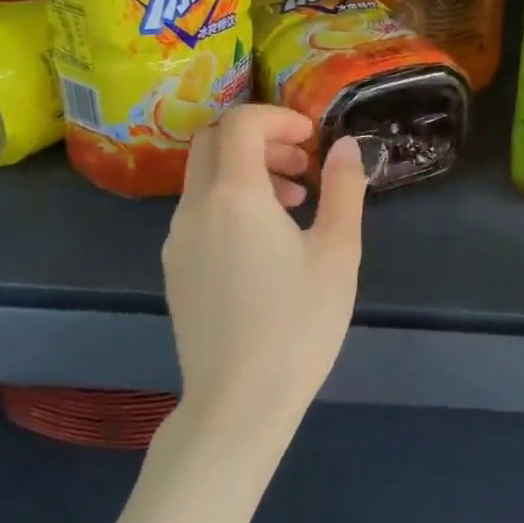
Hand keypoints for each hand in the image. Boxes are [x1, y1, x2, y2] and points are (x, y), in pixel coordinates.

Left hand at [162, 106, 367, 438]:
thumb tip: (348, 146)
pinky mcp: (176, 267)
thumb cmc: (297, 323)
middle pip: (214, 141)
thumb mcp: (337, 251)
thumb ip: (343, 188)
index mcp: (234, 195)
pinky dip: (231, 199)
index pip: (240, 123)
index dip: (278, 117)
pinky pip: (199, 209)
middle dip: (260, 138)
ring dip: (246, 169)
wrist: (237, 404)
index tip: (312, 139)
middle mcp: (195, 208)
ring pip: (204, 176)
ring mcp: (177, 239)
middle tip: (302, 164)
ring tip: (294, 202)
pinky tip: (266, 239)